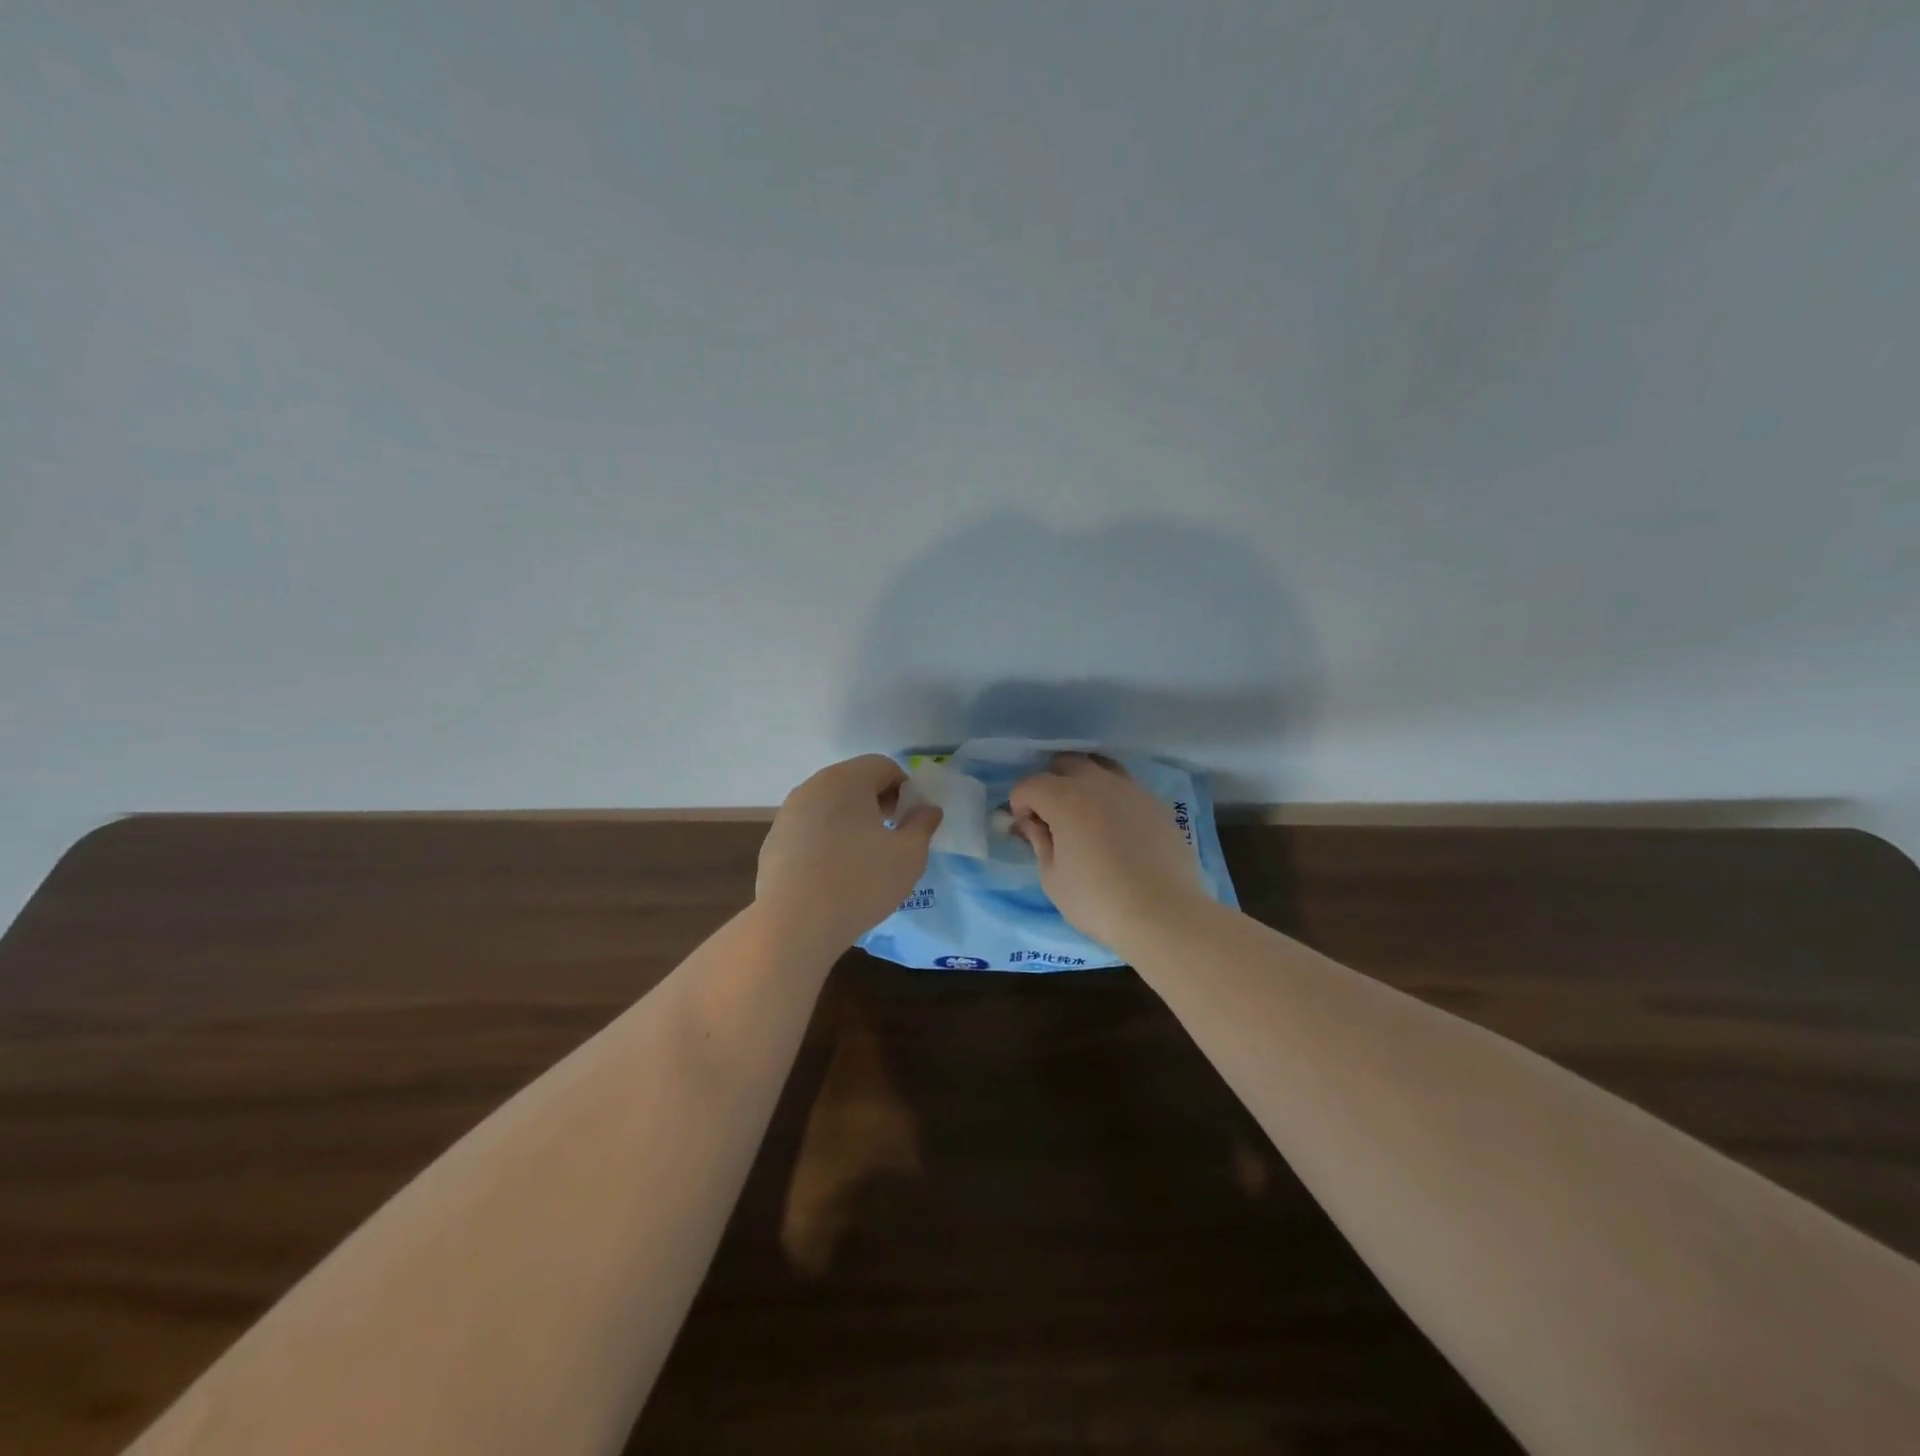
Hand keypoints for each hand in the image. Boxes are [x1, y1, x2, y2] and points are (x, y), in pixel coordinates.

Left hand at [756, 755, 942, 951]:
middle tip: (891, 838)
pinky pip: (809, 830)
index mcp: (846, 779)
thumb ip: (922, 825)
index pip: (884, 766)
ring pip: (829, 806)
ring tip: (862, 860)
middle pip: (854, 782)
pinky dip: (826, 842)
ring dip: (850, 822)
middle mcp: (812, 787)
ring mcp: (787, 814)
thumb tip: (928, 809)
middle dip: (877, 804)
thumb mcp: (909, 855)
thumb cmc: (860, 881)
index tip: (910, 822)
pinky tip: (833, 876)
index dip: (905, 790)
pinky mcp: (773, 842)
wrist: (794, 924)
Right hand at [1010, 754, 1212, 950]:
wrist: (1164, 914)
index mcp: (1065, 798)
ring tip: (1085, 815)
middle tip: (1053, 816)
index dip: (1020, 805)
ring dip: (1083, 783)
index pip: (1029, 784)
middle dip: (1050, 783)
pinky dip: (1112, 797)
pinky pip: (1125, 786)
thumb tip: (1032, 823)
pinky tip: (1116, 828)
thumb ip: (1039, 842)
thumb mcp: (1053, 878)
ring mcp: (1131, 789)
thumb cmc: (1097, 900)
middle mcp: (1097, 782)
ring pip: (1099, 767)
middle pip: (1064, 763)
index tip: (1027, 830)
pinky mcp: (1156, 802)